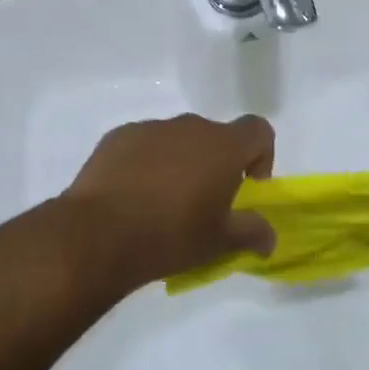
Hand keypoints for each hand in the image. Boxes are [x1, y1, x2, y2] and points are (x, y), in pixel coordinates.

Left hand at [62, 114, 276, 293]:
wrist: (98, 234)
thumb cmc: (170, 236)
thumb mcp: (219, 243)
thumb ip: (252, 233)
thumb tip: (270, 237)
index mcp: (222, 146)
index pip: (258, 130)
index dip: (260, 155)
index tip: (246, 187)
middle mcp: (189, 127)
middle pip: (215, 136)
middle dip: (216, 163)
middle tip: (203, 202)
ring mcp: (151, 128)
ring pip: (178, 139)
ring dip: (180, 162)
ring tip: (163, 202)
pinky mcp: (118, 136)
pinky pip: (144, 144)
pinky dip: (147, 162)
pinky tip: (132, 195)